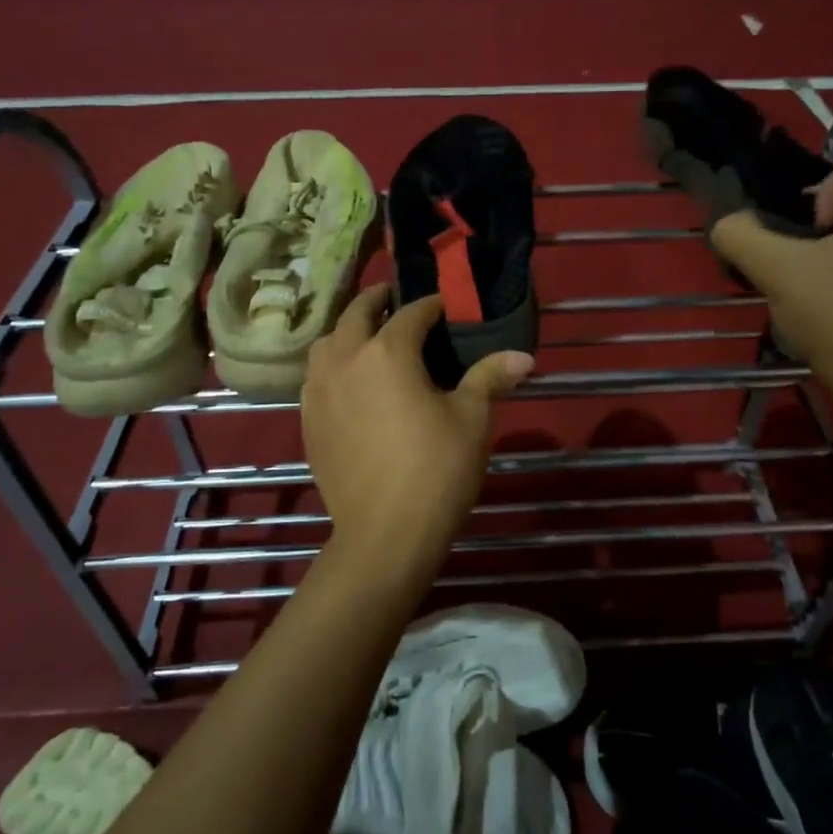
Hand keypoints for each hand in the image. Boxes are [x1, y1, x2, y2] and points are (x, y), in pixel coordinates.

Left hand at [301, 285, 533, 573]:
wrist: (385, 533)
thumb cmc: (436, 470)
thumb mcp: (472, 419)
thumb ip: (490, 378)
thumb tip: (524, 356)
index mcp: (387, 352)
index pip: (411, 314)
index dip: (432, 305)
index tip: (447, 305)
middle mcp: (345, 360)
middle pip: (356, 314)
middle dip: (378, 301)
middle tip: (396, 300)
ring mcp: (319, 391)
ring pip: (327, 343)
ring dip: (348, 330)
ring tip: (368, 337)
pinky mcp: (308, 420)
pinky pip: (315, 376)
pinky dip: (332, 364)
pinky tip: (349, 381)